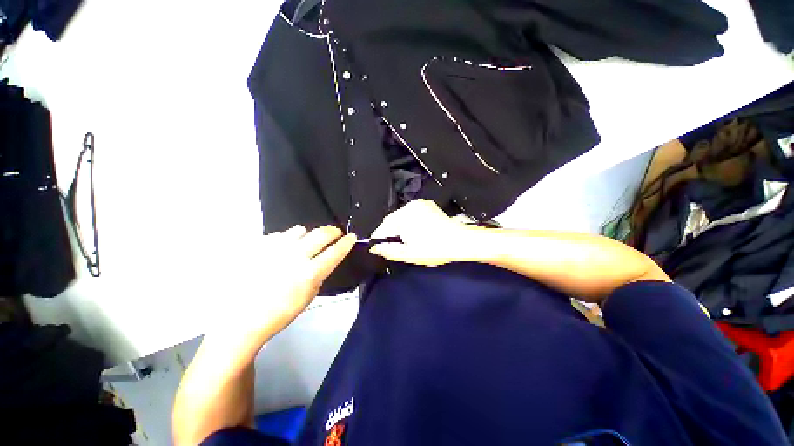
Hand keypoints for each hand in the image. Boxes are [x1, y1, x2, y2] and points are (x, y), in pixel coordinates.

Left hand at [213, 226, 355, 341]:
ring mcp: (275, 249)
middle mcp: (295, 256)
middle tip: (335, 233)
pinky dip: (286, 240)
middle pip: (321, 234)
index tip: (352, 237)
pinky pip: (280, 235)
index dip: (346, 242)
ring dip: (307, 235)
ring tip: (304, 242)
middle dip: (333, 231)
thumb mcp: (308, 296)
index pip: (336, 251)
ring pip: (300, 230)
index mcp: (310, 273)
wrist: (240, 319)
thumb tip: (324, 259)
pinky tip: (281, 250)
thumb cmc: (279, 313)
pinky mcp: (259, 246)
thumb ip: (319, 274)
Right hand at [369, 199, 471, 265]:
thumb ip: (389, 250)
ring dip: (400, 226)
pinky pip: (412, 213)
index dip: (379, 237)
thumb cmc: (435, 249)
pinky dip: (410, 221)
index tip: (378, 246)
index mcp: (404, 217)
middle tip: (395, 245)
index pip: (383, 226)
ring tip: (408, 239)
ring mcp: (420, 204)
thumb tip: (375, 248)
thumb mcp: (409, 254)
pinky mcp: (427, 205)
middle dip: (391, 232)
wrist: (460, 242)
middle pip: (392, 220)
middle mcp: (410, 206)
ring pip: (402, 216)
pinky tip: (417, 231)